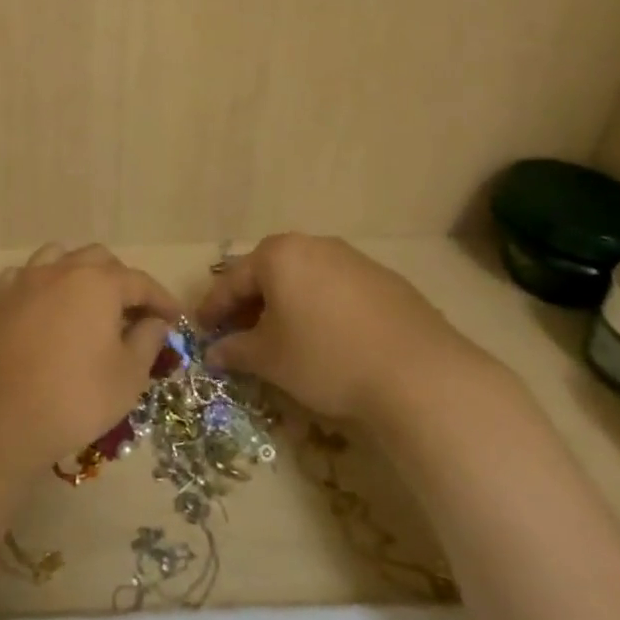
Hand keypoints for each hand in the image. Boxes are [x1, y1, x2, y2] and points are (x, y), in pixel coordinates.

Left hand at [0, 244, 180, 483]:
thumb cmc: (75, 398)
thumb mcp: (128, 377)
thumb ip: (147, 341)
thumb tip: (155, 322)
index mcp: (98, 283)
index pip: (140, 281)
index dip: (161, 299)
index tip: (175, 319)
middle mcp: (61, 270)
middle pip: (99, 260)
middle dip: (121, 280)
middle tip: (133, 312)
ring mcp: (24, 281)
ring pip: (58, 257)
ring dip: (80, 273)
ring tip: (88, 301)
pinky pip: (25, 276)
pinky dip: (42, 284)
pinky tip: (45, 306)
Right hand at [196, 234, 493, 428]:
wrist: (418, 374)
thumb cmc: (326, 358)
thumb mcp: (270, 359)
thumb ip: (236, 350)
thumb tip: (214, 353)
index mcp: (279, 255)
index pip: (233, 280)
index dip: (213, 307)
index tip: (201, 329)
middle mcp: (315, 246)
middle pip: (269, 273)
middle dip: (250, 303)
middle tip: (238, 332)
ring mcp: (354, 260)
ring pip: (305, 279)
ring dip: (286, 304)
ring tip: (282, 336)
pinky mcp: (386, 281)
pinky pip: (337, 290)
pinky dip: (321, 308)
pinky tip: (327, 338)